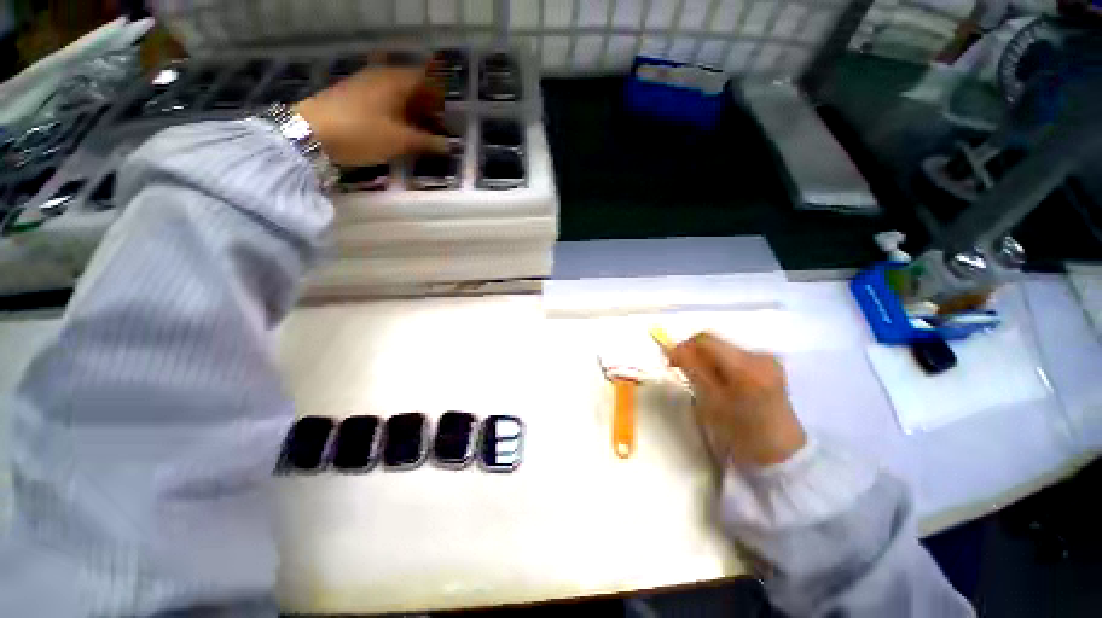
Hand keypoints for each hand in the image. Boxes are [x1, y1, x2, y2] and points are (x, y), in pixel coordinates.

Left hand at [293, 67, 449, 166]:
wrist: (310, 132)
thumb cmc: (362, 133)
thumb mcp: (400, 141)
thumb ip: (427, 142)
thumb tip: (449, 146)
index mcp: (397, 80)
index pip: (429, 80)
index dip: (442, 97)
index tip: (450, 118)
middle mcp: (382, 76)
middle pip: (414, 87)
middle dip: (429, 107)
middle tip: (439, 130)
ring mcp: (366, 84)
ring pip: (398, 95)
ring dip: (413, 112)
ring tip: (422, 135)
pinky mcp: (353, 96)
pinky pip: (384, 101)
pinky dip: (397, 114)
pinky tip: (399, 132)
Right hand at [667, 333, 806, 467]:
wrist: (781, 455)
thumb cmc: (741, 434)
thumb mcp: (710, 401)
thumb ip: (692, 370)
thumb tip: (673, 349)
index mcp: (746, 366)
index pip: (705, 340)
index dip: (683, 347)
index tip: (671, 363)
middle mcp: (760, 355)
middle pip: (716, 343)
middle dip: (696, 355)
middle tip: (683, 373)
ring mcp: (768, 360)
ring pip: (724, 350)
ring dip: (708, 361)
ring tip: (702, 382)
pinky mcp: (770, 366)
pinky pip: (736, 357)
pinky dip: (721, 365)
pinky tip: (721, 383)